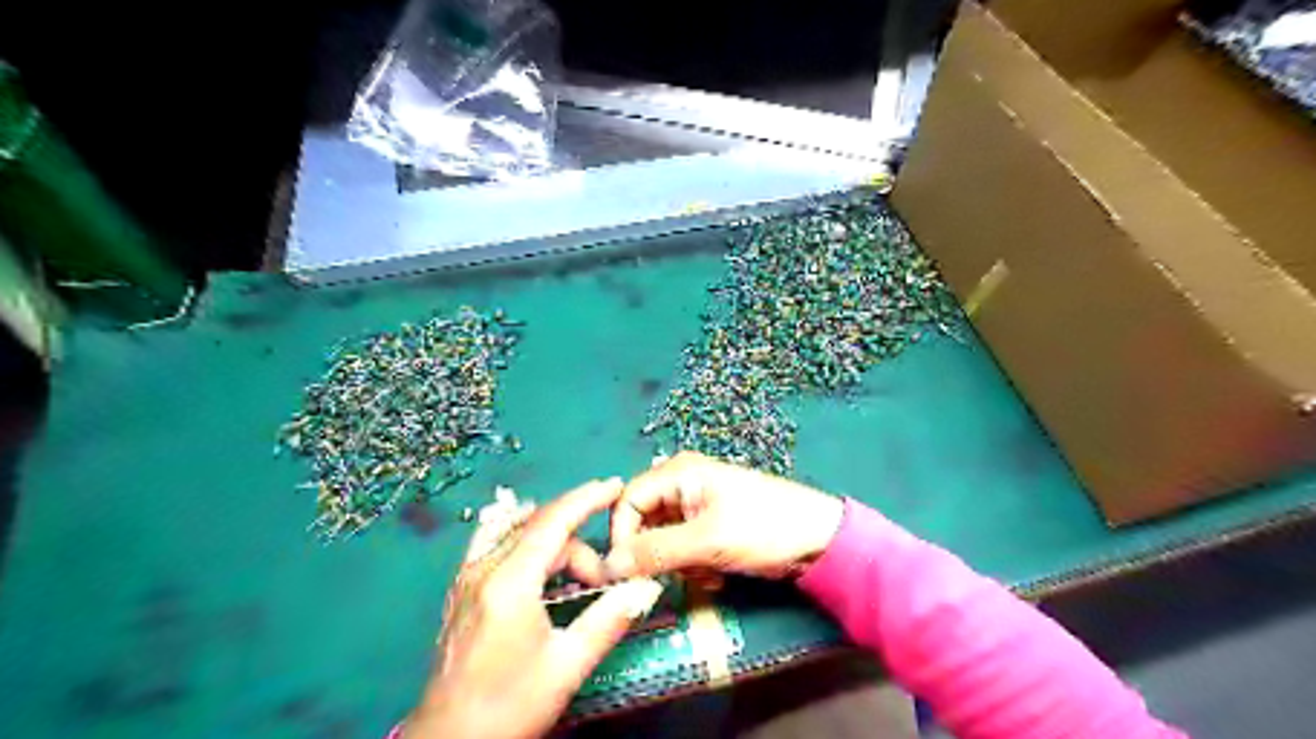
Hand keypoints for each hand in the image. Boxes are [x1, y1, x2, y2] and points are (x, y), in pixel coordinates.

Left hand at [405, 480, 669, 737]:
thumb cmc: (509, 705)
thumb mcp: (566, 666)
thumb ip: (607, 620)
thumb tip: (643, 588)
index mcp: (509, 583)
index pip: (552, 522)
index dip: (586, 498)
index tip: (614, 485)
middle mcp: (483, 569)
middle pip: (540, 531)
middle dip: (578, 546)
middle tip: (603, 582)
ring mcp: (467, 578)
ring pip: (518, 535)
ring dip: (554, 544)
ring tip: (578, 576)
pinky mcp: (461, 590)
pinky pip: (494, 543)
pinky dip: (521, 537)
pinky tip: (533, 546)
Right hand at [603, 451, 841, 581]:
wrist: (821, 541)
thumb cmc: (764, 528)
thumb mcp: (706, 541)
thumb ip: (654, 551)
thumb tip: (607, 566)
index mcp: (678, 472)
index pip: (627, 502)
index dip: (622, 537)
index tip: (626, 573)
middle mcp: (682, 483)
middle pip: (643, 522)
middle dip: (657, 554)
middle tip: (677, 574)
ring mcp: (697, 505)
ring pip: (662, 541)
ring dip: (678, 563)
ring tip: (707, 572)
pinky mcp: (710, 527)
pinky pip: (683, 549)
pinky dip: (694, 565)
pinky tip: (717, 574)